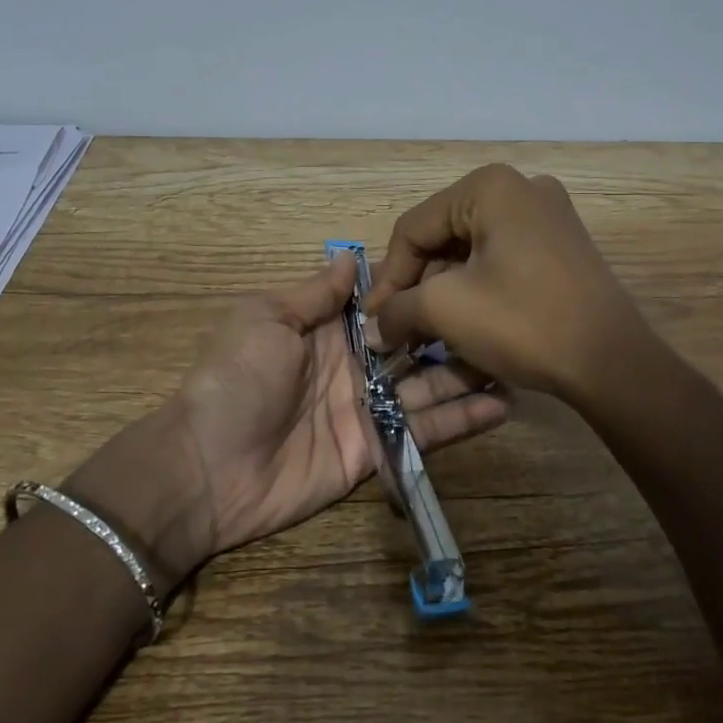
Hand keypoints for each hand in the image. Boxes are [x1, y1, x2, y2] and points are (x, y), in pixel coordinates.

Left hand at [68, 254, 508, 586]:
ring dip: (467, 374)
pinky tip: (502, 406)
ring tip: (515, 359)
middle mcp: (353, 365)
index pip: (382, 303)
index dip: (417, 289)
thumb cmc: (235, 378)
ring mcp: (366, 409)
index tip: (463, 271)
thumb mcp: (266, 318)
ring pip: (427, 386)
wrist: (206, 468)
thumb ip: (315, 293)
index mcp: (325, 329)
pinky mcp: (375, 450)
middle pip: (412, 344)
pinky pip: (422, 432)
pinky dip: (460, 421)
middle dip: (452, 331)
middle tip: (504, 317)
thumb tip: (351, 255)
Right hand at [365, 164, 652, 402]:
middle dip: (418, 285)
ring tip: (429, 333)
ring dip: (445, 291)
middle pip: (444, 236)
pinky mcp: (563, 245)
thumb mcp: (446, 310)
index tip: (374, 321)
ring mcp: (548, 215)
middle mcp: (521, 187)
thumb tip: (374, 325)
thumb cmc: (523, 322)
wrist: (612, 363)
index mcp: (489, 187)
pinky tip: (468, 324)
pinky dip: (478, 288)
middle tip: (400, 328)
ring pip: (472, 250)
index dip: (388, 277)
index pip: (414, 227)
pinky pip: (503, 259)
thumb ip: (398, 309)